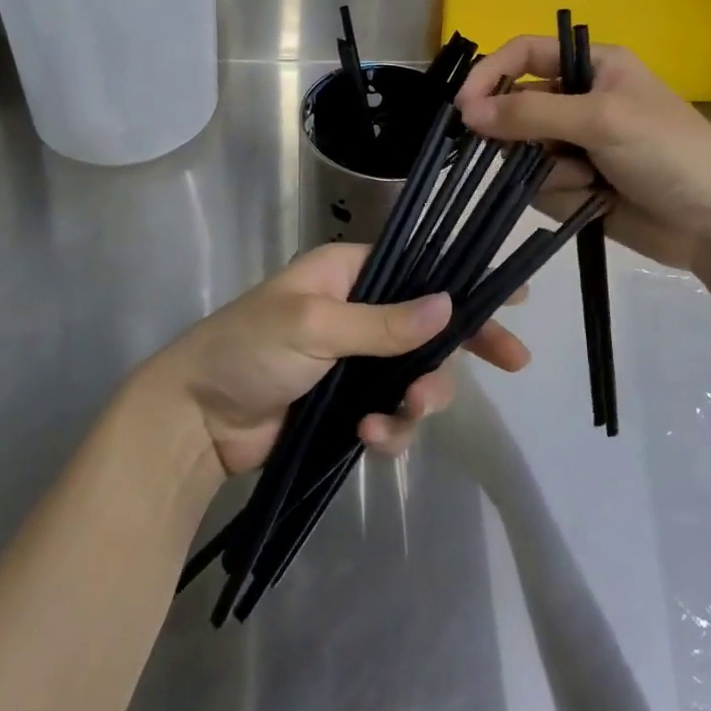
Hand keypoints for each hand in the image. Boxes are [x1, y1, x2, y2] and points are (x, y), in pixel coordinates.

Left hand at [149, 244, 532, 482]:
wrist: (196, 419)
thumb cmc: (250, 348)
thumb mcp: (315, 325)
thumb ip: (384, 321)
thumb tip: (448, 304)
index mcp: (348, 274)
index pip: (418, 270)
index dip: (464, 282)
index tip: (515, 297)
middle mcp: (358, 312)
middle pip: (429, 327)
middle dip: (459, 349)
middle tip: (511, 362)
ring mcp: (354, 363)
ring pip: (415, 377)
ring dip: (419, 399)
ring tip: (401, 415)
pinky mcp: (347, 408)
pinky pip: (390, 416)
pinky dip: (389, 430)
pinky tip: (368, 440)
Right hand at [456, 36, 710, 273]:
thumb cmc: (668, 152)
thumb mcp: (601, 120)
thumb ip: (531, 113)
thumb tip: (467, 112)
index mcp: (592, 67)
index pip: (524, 55)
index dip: (490, 74)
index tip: (464, 108)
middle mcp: (580, 100)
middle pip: (516, 108)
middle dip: (520, 136)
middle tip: (530, 153)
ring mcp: (577, 145)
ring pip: (524, 153)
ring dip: (549, 170)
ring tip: (588, 180)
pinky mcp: (578, 184)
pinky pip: (539, 185)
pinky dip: (562, 194)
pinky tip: (596, 201)